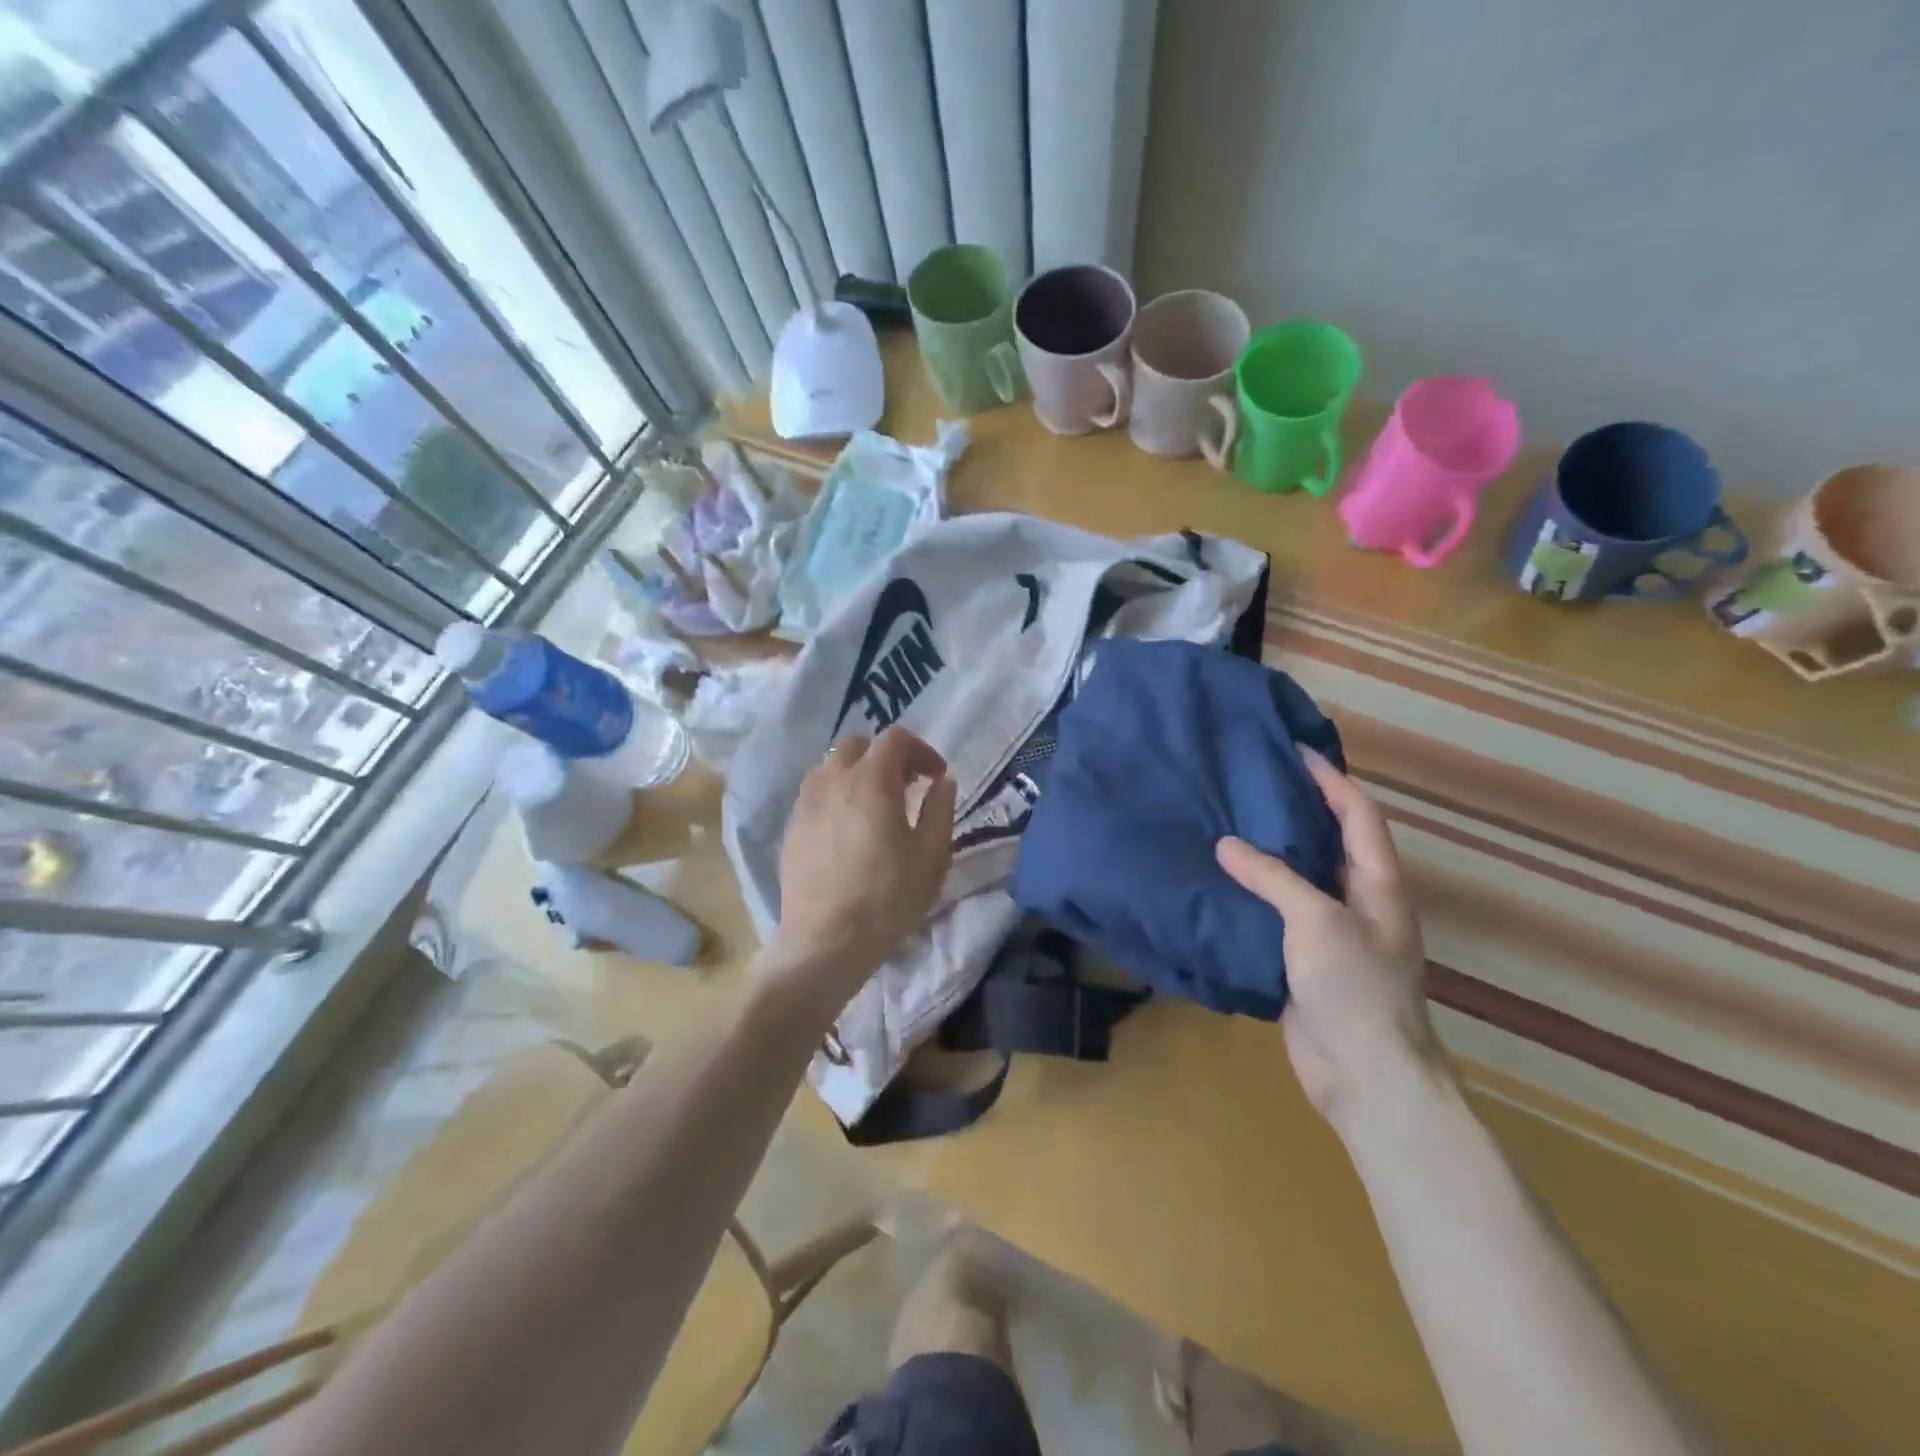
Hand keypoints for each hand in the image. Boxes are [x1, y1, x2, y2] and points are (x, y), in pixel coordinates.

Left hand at [773, 728, 957, 999]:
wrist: (826, 941)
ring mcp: (806, 803)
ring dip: (856, 773)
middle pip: (857, 745)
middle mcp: (833, 780)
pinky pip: (815, 794)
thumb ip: (940, 809)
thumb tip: (943, 782)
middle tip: (906, 786)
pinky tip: (847, 830)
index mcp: (871, 780)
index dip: (921, 750)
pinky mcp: (791, 827)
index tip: (935, 777)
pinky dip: (835, 796)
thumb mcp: (931, 855)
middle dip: (885, 756)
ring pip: (830, 767)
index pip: (895, 739)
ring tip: (874, 806)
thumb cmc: (888, 897)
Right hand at [1215, 748, 1445, 1131]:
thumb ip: (1273, 877)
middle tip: (1251, 782)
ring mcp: (1332, 934)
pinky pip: (1277, 915)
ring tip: (1227, 823)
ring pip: (1299, 879)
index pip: (1358, 816)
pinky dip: (1253, 895)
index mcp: (1378, 885)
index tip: (1295, 750)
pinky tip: (1220, 884)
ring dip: (1269, 853)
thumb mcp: (1316, 920)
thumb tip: (1227, 845)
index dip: (1331, 780)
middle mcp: (1359, 902)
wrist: (1365, 1074)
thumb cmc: (1354, 986)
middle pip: (1329, 842)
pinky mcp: (1304, 961)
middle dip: (1297, 809)